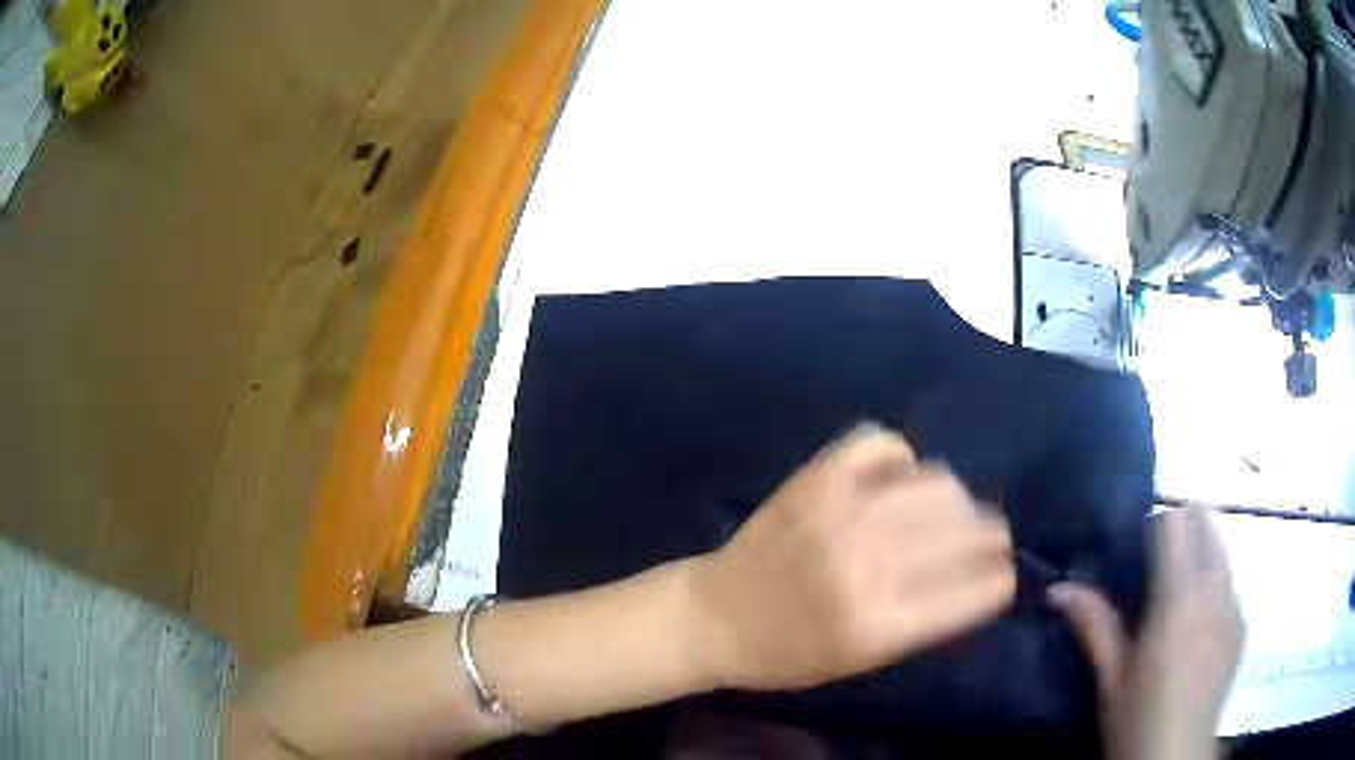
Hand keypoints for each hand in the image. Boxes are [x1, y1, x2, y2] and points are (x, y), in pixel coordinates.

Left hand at [687, 424, 1015, 690]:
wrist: (714, 618)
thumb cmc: (787, 654)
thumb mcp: (862, 661)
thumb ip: (923, 621)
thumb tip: (976, 576)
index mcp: (881, 626)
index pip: (974, 592)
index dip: (1000, 579)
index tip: (1005, 572)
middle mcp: (868, 566)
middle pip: (965, 530)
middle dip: (990, 534)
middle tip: (989, 535)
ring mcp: (841, 514)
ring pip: (935, 483)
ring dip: (954, 499)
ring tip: (948, 509)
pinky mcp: (815, 480)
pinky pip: (880, 442)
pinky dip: (899, 455)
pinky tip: (899, 475)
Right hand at [1049, 505, 1243, 759]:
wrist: (1176, 756)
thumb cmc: (1136, 720)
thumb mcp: (1110, 677)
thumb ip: (1094, 624)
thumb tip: (1058, 588)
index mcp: (1179, 598)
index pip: (1177, 524)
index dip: (1157, 526)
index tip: (1140, 550)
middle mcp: (1214, 590)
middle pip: (1206, 524)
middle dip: (1184, 529)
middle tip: (1157, 563)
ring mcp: (1234, 605)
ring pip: (1222, 549)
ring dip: (1201, 553)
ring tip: (1178, 595)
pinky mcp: (1242, 624)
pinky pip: (1230, 582)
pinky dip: (1214, 584)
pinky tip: (1196, 627)